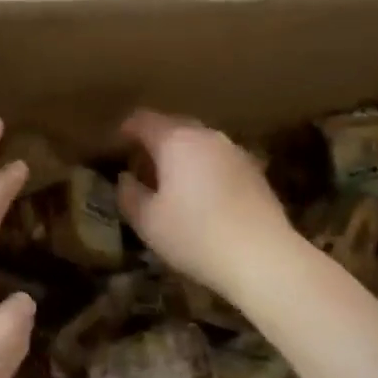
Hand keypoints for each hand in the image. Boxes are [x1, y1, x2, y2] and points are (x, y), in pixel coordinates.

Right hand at [117, 109, 297, 302]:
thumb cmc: (195, 236)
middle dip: (154, 141)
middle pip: (174, 126)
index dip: (125, 129)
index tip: (114, 145)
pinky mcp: (255, 171)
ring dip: (181, 155)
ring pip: (199, 142)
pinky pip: (218, 160)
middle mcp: (207, 137)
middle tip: (140, 166)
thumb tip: (126, 178)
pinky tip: (201, 196)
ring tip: (170, 182)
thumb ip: (129, 194)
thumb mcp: (148, 222)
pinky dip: (204, 168)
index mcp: (176, 141)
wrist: (263, 257)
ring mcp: (235, 152)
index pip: (143, 120)